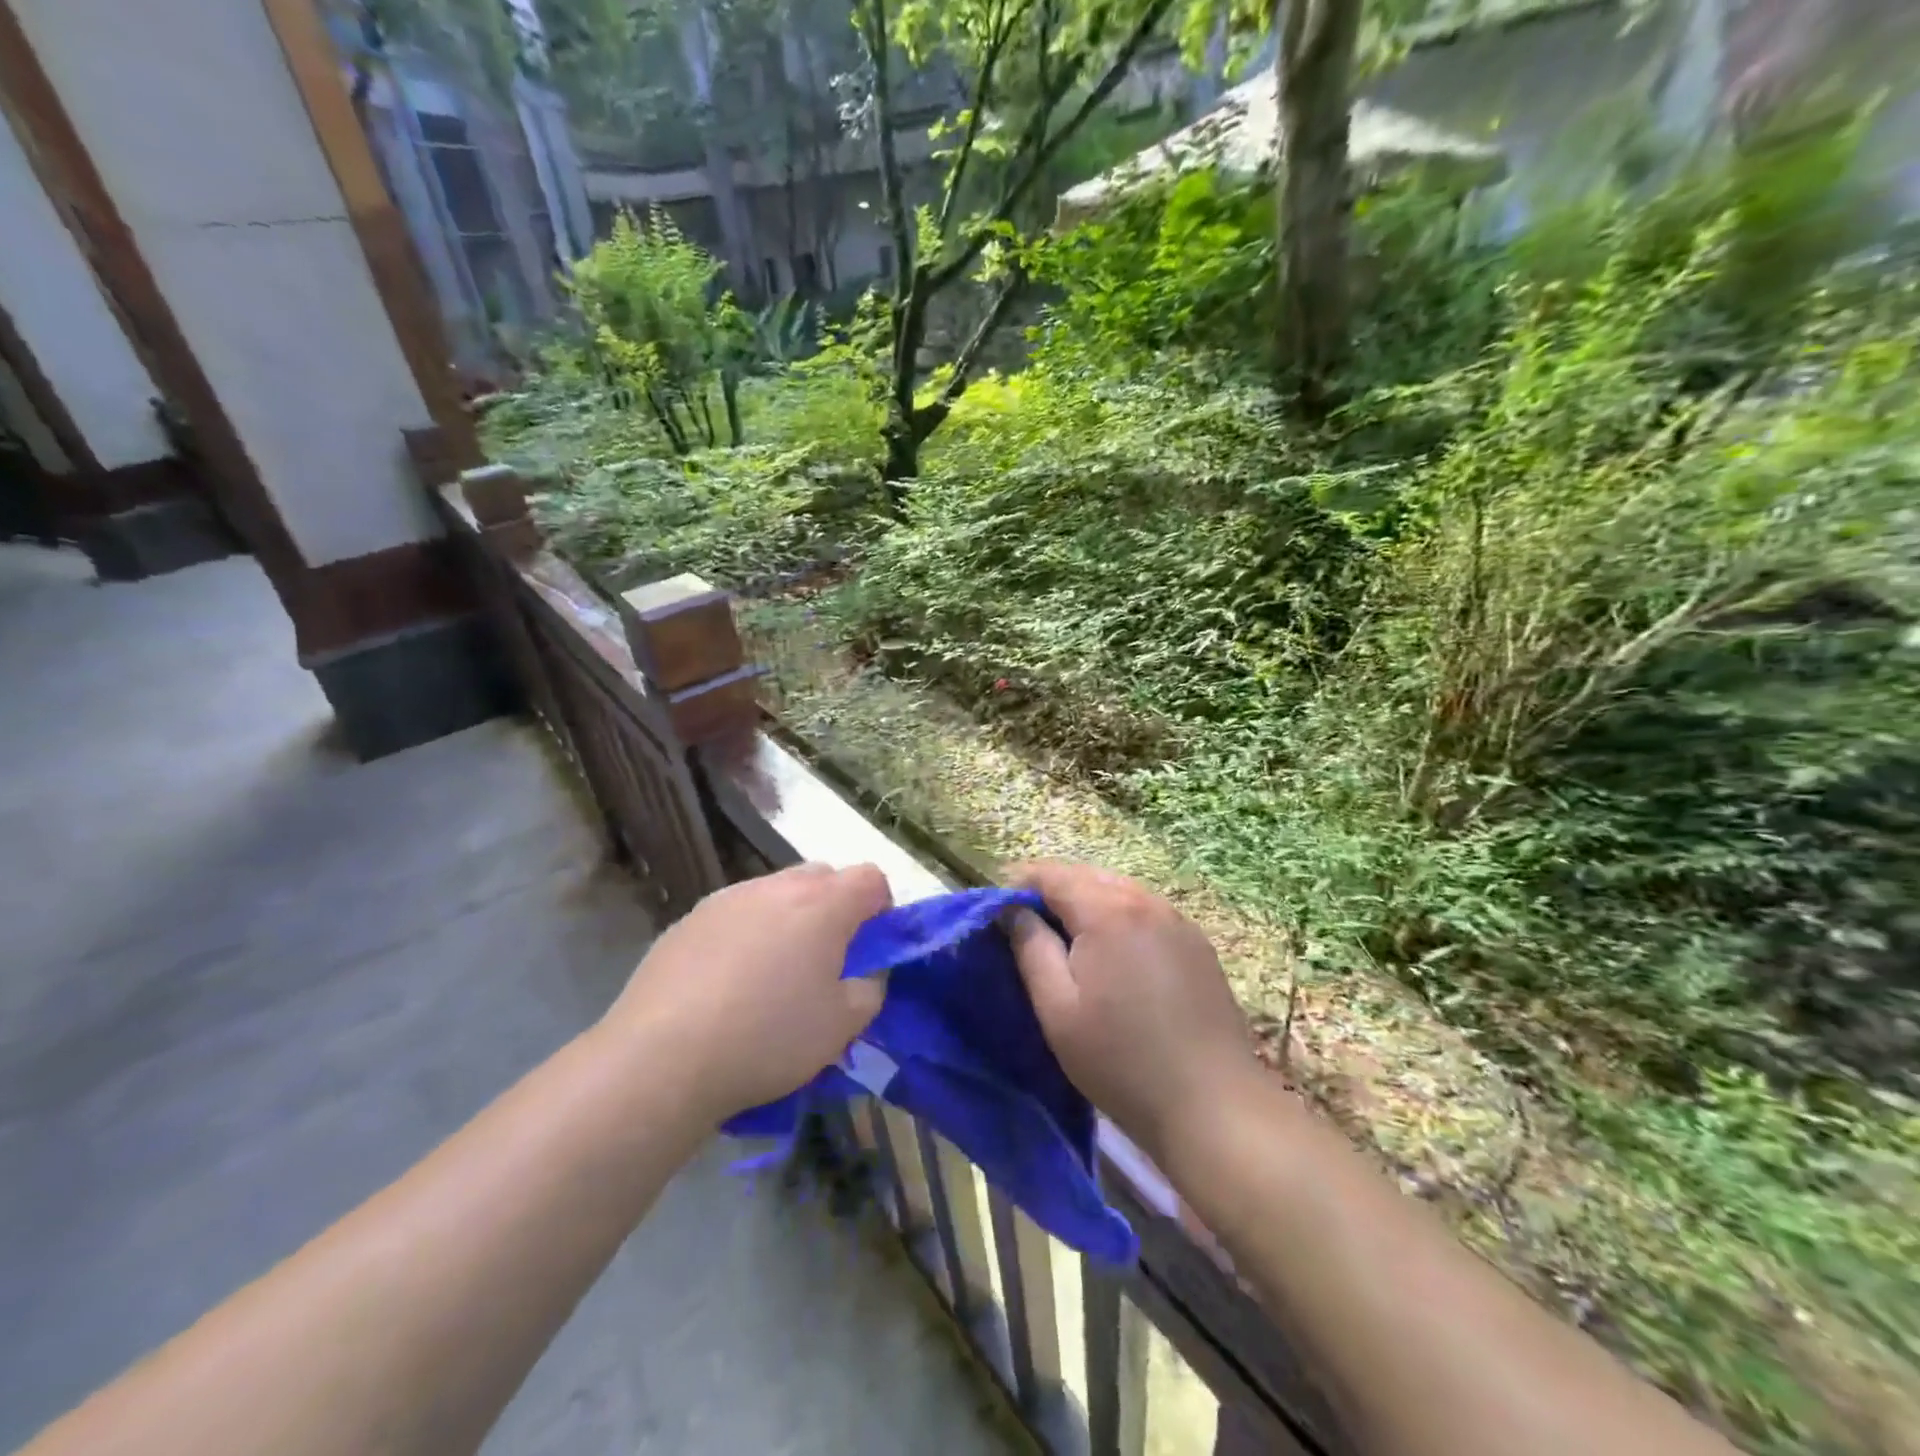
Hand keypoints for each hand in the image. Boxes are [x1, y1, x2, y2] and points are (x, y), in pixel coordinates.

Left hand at [601, 863, 891, 1120]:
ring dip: (788, 918)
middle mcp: (776, 887)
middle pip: (823, 876)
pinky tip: (728, 983)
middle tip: (826, 959)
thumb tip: (865, 972)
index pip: (871, 878)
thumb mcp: (841, 1027)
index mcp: (823, 904)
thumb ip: (870, 989)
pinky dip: (747, 934)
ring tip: (772, 974)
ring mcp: (728, 898)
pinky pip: (736, 913)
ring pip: (775, 893)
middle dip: (834, 907)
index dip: (881, 908)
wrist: (662, 1058)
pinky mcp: (689, 918)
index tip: (871, 947)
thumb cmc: (768, 1038)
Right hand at [1007, 863, 1258, 1161]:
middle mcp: (1146, 901)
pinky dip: (1121, 918)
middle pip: (1088, 876)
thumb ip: (1030, 948)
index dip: (1021, 884)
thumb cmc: (1120, 1060)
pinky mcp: (1198, 944)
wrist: (1213, 1105)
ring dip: (1088, 902)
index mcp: (1107, 911)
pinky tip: (1115, 954)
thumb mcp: (1057, 1008)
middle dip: (1054, 890)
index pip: (1053, 874)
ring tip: (1069, 940)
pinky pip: (1147, 912)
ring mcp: (1178, 921)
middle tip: (1029, 925)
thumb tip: (1013, 910)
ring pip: (1120, 891)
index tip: (1000, 909)